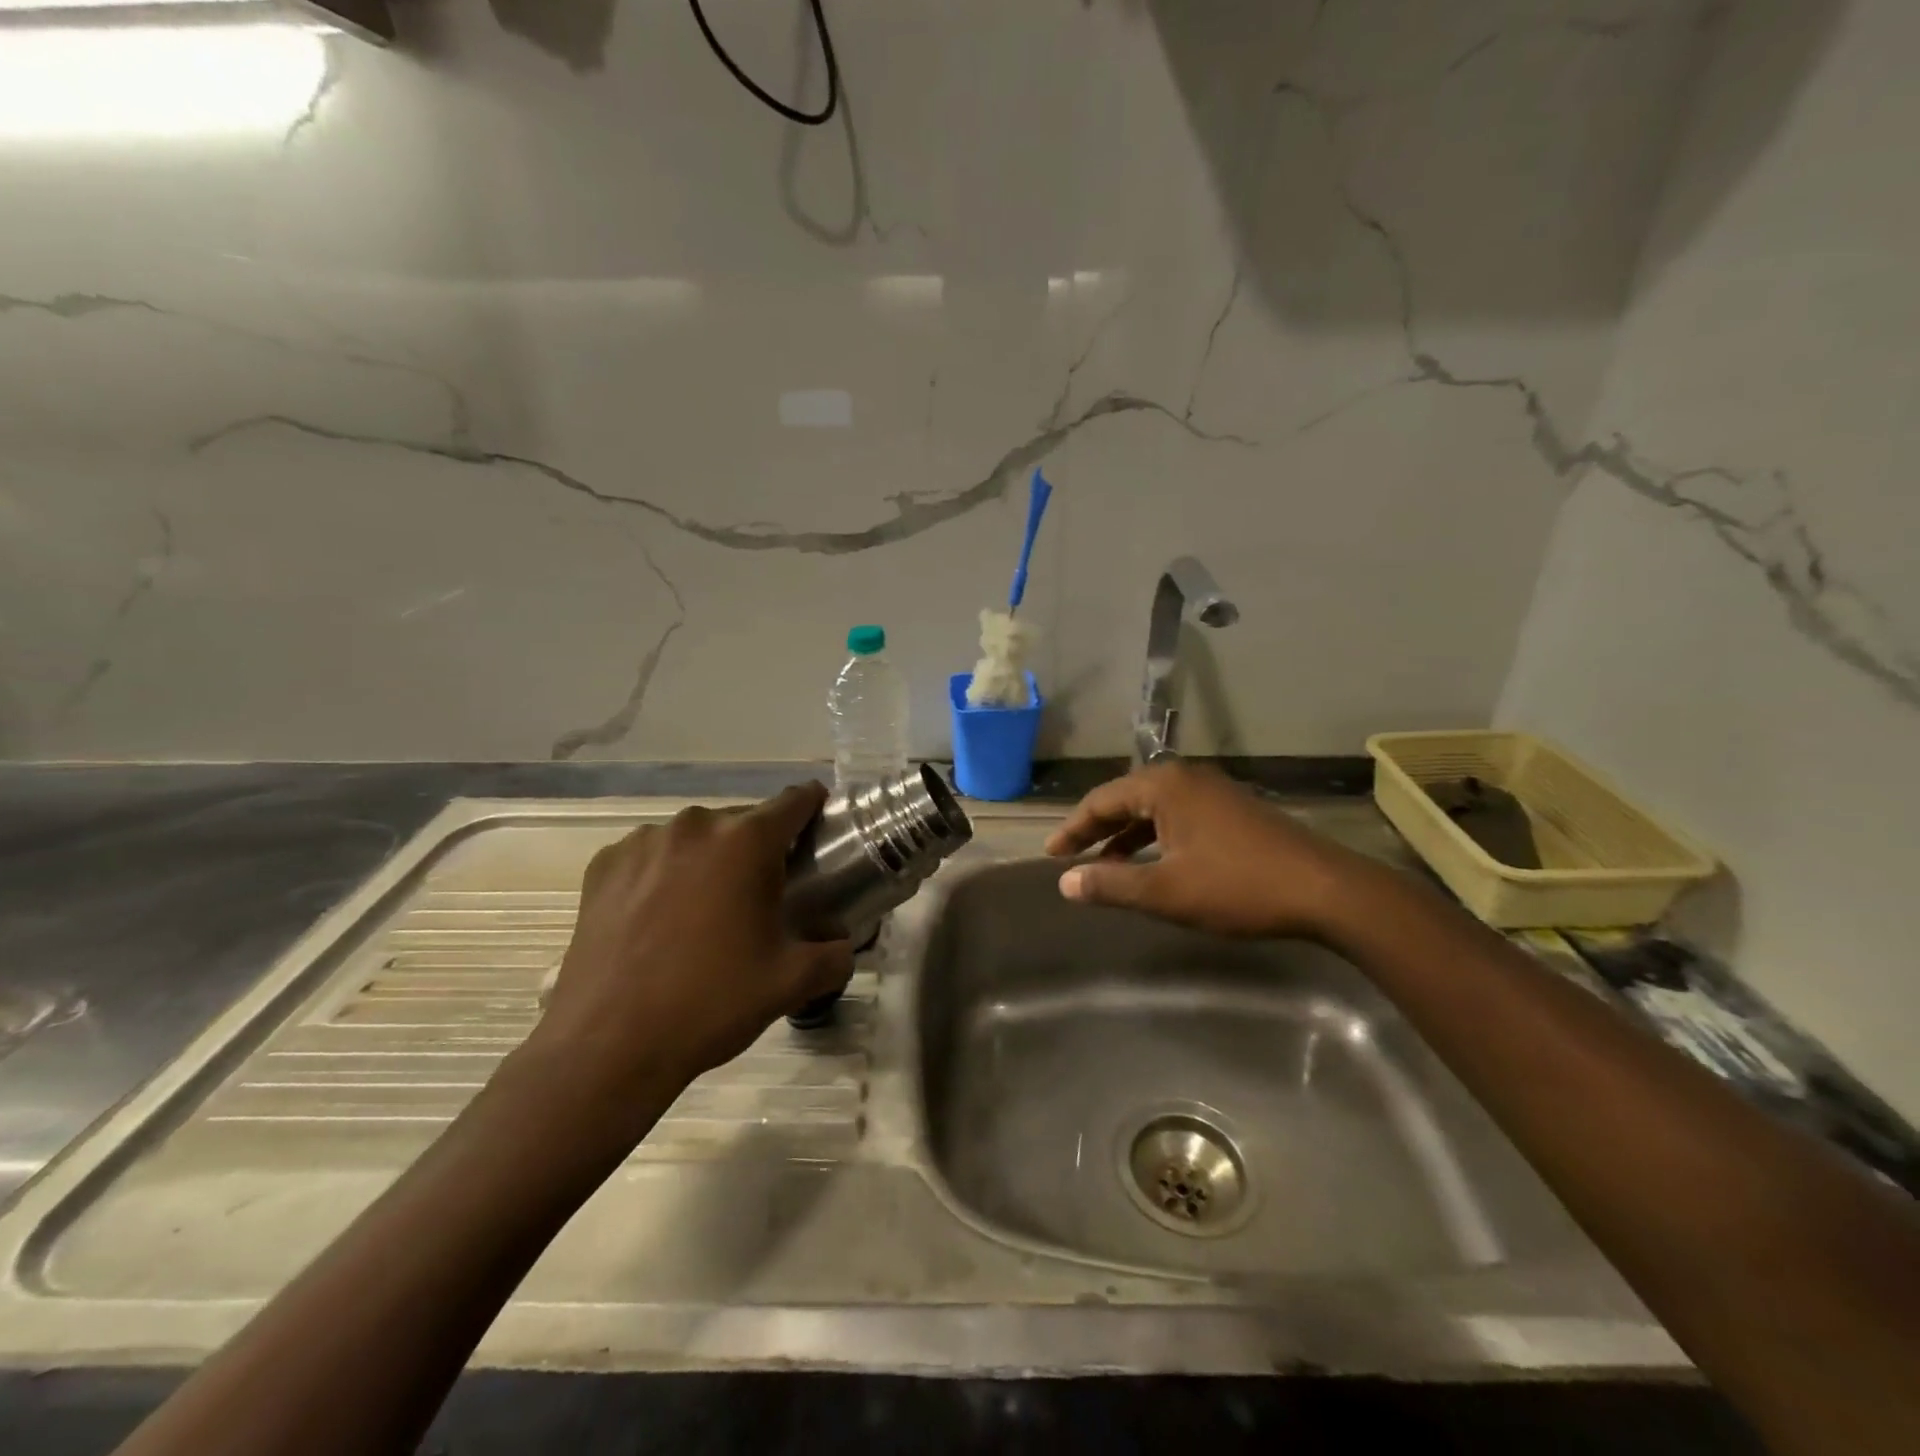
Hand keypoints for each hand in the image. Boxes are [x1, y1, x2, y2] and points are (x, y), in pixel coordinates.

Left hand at [533, 783, 853, 1100]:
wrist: (607, 1046)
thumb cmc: (711, 1002)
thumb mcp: (792, 982)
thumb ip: (835, 955)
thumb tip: (842, 945)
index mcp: (746, 841)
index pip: (795, 801)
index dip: (814, 809)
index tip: (819, 829)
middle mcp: (695, 826)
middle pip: (743, 821)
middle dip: (759, 849)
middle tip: (764, 895)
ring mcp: (643, 842)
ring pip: (696, 838)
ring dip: (711, 860)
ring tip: (707, 911)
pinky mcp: (603, 865)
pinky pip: (652, 855)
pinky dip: (666, 873)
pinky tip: (661, 918)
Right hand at [1043, 762, 1384, 939]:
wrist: (1326, 890)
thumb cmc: (1238, 886)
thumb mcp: (1166, 891)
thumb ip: (1111, 884)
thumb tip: (1065, 882)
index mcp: (1164, 785)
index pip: (1101, 800)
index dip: (1073, 829)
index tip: (1051, 855)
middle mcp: (1186, 778)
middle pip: (1126, 799)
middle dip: (1097, 830)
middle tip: (1070, 858)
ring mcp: (1214, 791)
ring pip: (1154, 809)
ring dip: (1127, 836)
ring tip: (1106, 866)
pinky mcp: (1234, 810)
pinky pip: (1178, 816)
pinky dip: (1156, 837)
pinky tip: (1154, 864)